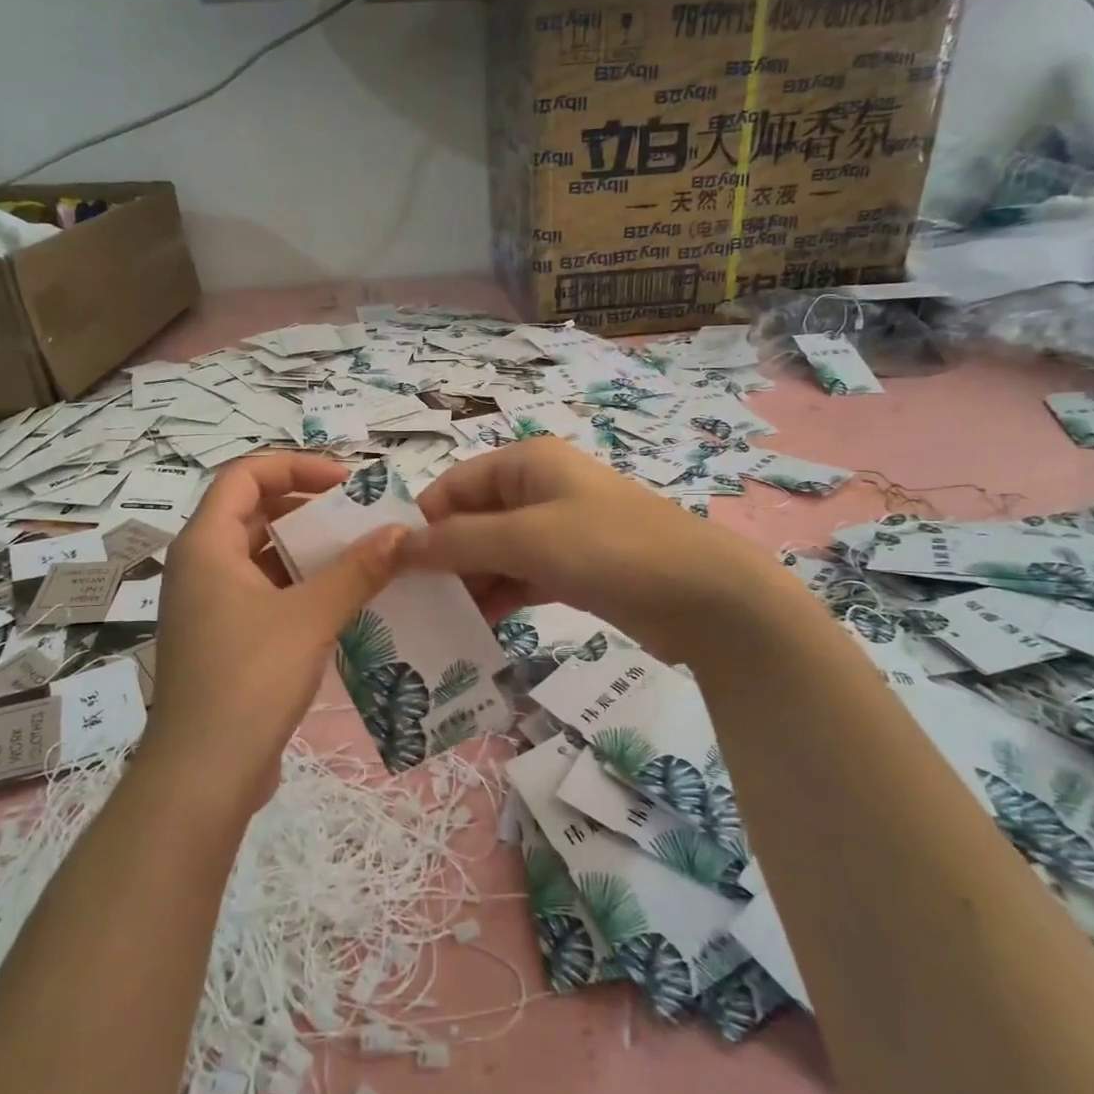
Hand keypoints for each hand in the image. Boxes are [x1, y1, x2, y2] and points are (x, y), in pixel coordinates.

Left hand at [147, 454, 404, 815]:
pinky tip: (345, 601)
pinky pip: (266, 594)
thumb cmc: (249, 679)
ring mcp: (211, 607)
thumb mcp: (310, 616)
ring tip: (363, 556)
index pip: (245, 475)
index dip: (296, 466)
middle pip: (254, 513)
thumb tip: (401, 533)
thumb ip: (357, 570)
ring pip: (263, 557)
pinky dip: (302, 587)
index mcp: (206, 546)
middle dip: (309, 509)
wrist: (204, 775)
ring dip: (310, 551)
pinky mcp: (225, 641)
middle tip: (361, 518)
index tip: (346, 482)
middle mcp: (201, 568)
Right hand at [405, 438, 773, 662]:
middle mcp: (539, 489)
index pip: (453, 486)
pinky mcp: (574, 569)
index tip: (390, 571)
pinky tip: (475, 630)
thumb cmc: (609, 548)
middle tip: (408, 607)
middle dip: (442, 560)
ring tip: (434, 626)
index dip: (421, 524)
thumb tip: (395, 547)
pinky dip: (499, 599)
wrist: (704, 595)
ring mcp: (558, 530)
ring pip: (494, 554)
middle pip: (471, 521)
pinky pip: (521, 578)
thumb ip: (457, 542)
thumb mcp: (526, 539)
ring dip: (468, 585)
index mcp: (526, 463)